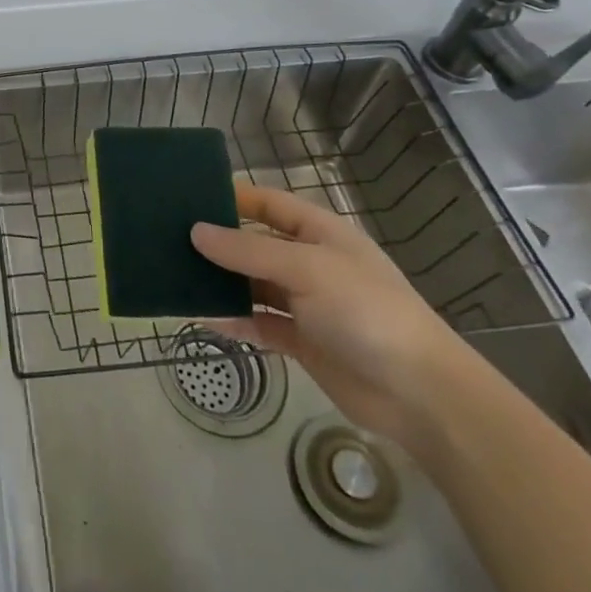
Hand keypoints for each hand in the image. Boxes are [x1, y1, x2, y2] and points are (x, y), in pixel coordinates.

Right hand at [191, 184, 470, 447]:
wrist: (420, 395)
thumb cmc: (366, 311)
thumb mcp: (306, 269)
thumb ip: (248, 250)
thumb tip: (196, 231)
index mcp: (320, 233)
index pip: (269, 203)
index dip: (233, 196)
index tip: (188, 196)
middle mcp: (311, 263)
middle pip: (256, 243)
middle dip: (219, 241)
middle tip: (169, 237)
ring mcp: (307, 303)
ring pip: (253, 284)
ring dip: (221, 281)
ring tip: (177, 276)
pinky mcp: (302, 341)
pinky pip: (258, 323)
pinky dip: (233, 320)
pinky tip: (203, 318)